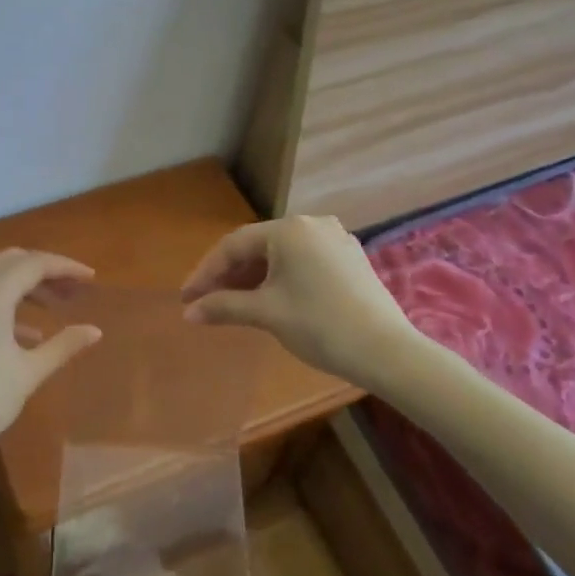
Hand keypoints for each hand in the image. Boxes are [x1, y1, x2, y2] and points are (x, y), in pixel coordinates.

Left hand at [0, 248, 103, 467]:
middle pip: (12, 262)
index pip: (35, 264)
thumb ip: (64, 345)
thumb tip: (94, 331)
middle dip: (44, 271)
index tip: (91, 278)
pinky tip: (22, 332)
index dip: (66, 268)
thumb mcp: (28, 373)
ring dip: (22, 285)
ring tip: (52, 309)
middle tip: (72, 291)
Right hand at [179, 216, 415, 385]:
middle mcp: (312, 224)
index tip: (187, 297)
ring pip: (281, 254)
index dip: (206, 271)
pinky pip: (303, 261)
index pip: (234, 245)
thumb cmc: (320, 325)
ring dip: (254, 277)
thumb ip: (224, 306)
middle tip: (206, 300)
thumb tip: (189, 313)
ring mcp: (335, 239)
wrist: (387, 351)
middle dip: (229, 274)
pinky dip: (281, 277)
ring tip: (233, 302)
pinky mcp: (350, 258)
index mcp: (289, 229)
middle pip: (257, 246)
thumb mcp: (266, 313)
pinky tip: (270, 298)